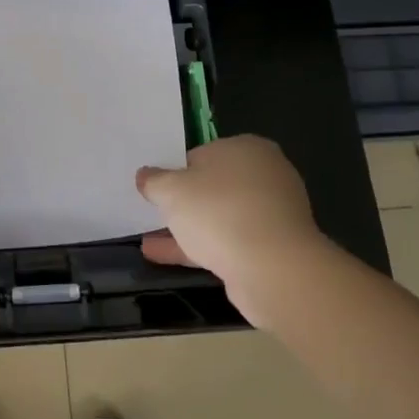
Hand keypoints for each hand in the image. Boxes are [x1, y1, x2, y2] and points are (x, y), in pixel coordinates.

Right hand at [136, 135, 332, 328]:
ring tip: (149, 241)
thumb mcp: (172, 190)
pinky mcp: (273, 249)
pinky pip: (228, 242)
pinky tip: (164, 257)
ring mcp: (272, 214)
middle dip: (183, 203)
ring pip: (220, 218)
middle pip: (213, 187)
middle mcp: (265, 175)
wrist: (274, 269)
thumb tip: (145, 175)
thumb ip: (154, 181)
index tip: (157, 190)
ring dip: (187, 229)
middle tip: (154, 214)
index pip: (202, 155)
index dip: (176, 172)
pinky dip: (199, 248)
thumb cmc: (219, 211)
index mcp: (246, 148)